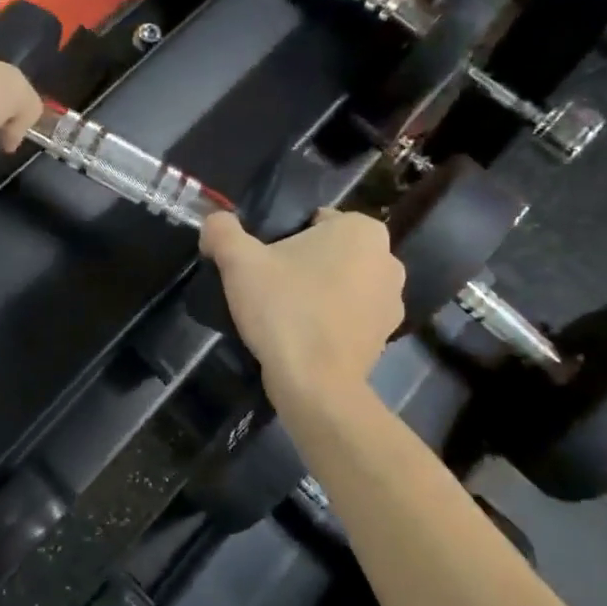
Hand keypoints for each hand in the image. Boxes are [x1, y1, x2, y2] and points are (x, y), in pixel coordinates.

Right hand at [200, 208, 404, 399]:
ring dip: (320, 292)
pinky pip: (351, 316)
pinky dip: (332, 321)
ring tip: (285, 315)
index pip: (316, 220)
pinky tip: (303, 337)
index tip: (265, 264)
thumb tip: (214, 223)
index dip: (285, 239)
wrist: (315, 385)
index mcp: (361, 230)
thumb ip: (222, 231)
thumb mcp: (239, 262)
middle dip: (306, 265)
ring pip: (344, 284)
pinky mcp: (386, 337)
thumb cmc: (284, 310)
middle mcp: (388, 259)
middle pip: (332, 252)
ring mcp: (393, 301)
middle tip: (271, 288)